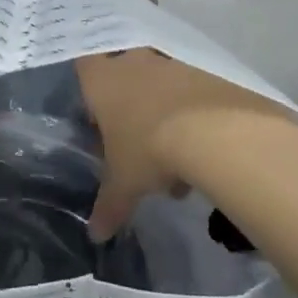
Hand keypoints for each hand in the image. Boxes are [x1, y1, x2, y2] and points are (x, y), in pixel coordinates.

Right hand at [77, 48, 297, 239]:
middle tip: (133, 144)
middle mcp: (132, 62)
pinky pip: (187, 93)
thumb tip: (95, 235)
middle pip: (122, 78)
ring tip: (174, 165)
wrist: (213, 130)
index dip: (89, 93)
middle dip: (128, 110)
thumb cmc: (149, 148)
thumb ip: (108, 206)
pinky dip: (190, 117)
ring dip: (162, 117)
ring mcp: (169, 63)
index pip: (84, 69)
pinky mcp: (202, 71)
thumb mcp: (124, 185)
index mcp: (102, 80)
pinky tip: (199, 153)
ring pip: (157, 87)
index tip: (98, 121)